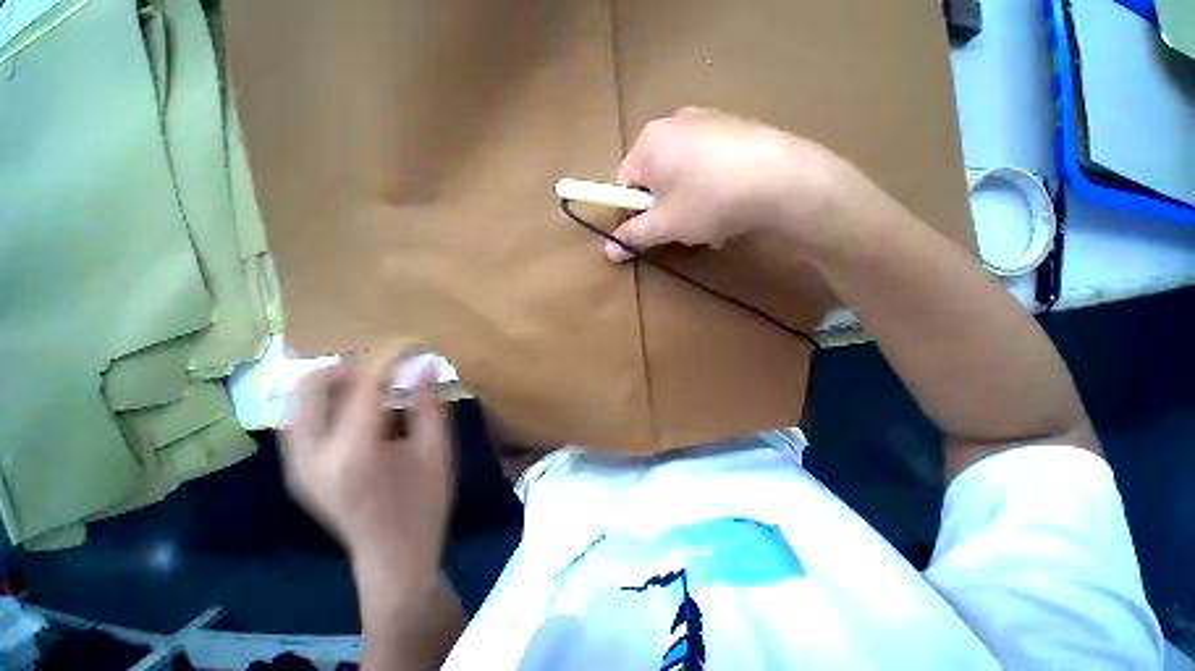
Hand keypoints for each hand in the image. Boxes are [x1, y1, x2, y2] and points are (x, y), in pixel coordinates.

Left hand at [282, 346, 452, 587]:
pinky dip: (324, 404)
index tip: (411, 345)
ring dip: (332, 384)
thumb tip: (427, 365)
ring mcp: (297, 466)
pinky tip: (354, 411)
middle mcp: (313, 456)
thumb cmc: (424, 504)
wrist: (392, 557)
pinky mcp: (296, 472)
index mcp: (354, 452)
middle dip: (348, 367)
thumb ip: (429, 404)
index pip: (365, 385)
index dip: (390, 358)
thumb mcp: (436, 451)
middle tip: (384, 368)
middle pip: (311, 387)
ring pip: (299, 403)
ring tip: (370, 386)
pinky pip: (300, 422)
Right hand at [607, 107, 865, 260]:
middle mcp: (673, 122)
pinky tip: (729, 204)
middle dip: (664, 207)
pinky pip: (707, 163)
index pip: (624, 183)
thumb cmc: (707, 201)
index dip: (634, 212)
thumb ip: (632, 236)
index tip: (651, 230)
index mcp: (648, 143)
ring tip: (710, 222)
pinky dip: (710, 186)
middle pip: (655, 177)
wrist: (779, 179)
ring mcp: (706, 120)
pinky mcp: (733, 126)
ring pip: (682, 173)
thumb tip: (608, 251)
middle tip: (682, 228)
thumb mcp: (664, 226)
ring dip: (687, 202)